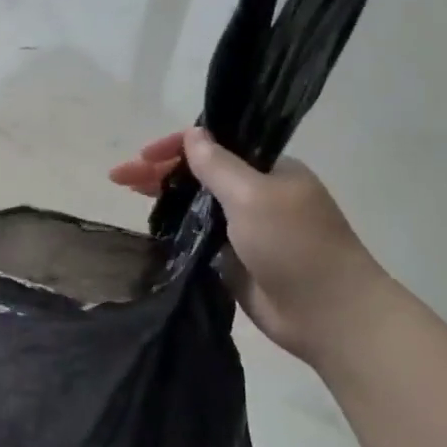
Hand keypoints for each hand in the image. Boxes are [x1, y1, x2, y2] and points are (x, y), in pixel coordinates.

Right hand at [110, 129, 387, 361]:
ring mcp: (245, 228)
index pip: (215, 146)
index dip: (175, 147)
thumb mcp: (253, 196)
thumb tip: (192, 133)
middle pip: (200, 173)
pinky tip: (150, 224)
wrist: (327, 313)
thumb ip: (217, 165)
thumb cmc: (295, 245)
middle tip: (119, 177)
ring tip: (127, 194)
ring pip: (196, 204)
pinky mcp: (234, 259)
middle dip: (160, 171)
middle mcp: (256, 194)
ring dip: (164, 195)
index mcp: (269, 170)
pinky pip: (198, 236)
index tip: (142, 156)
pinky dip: (175, 227)